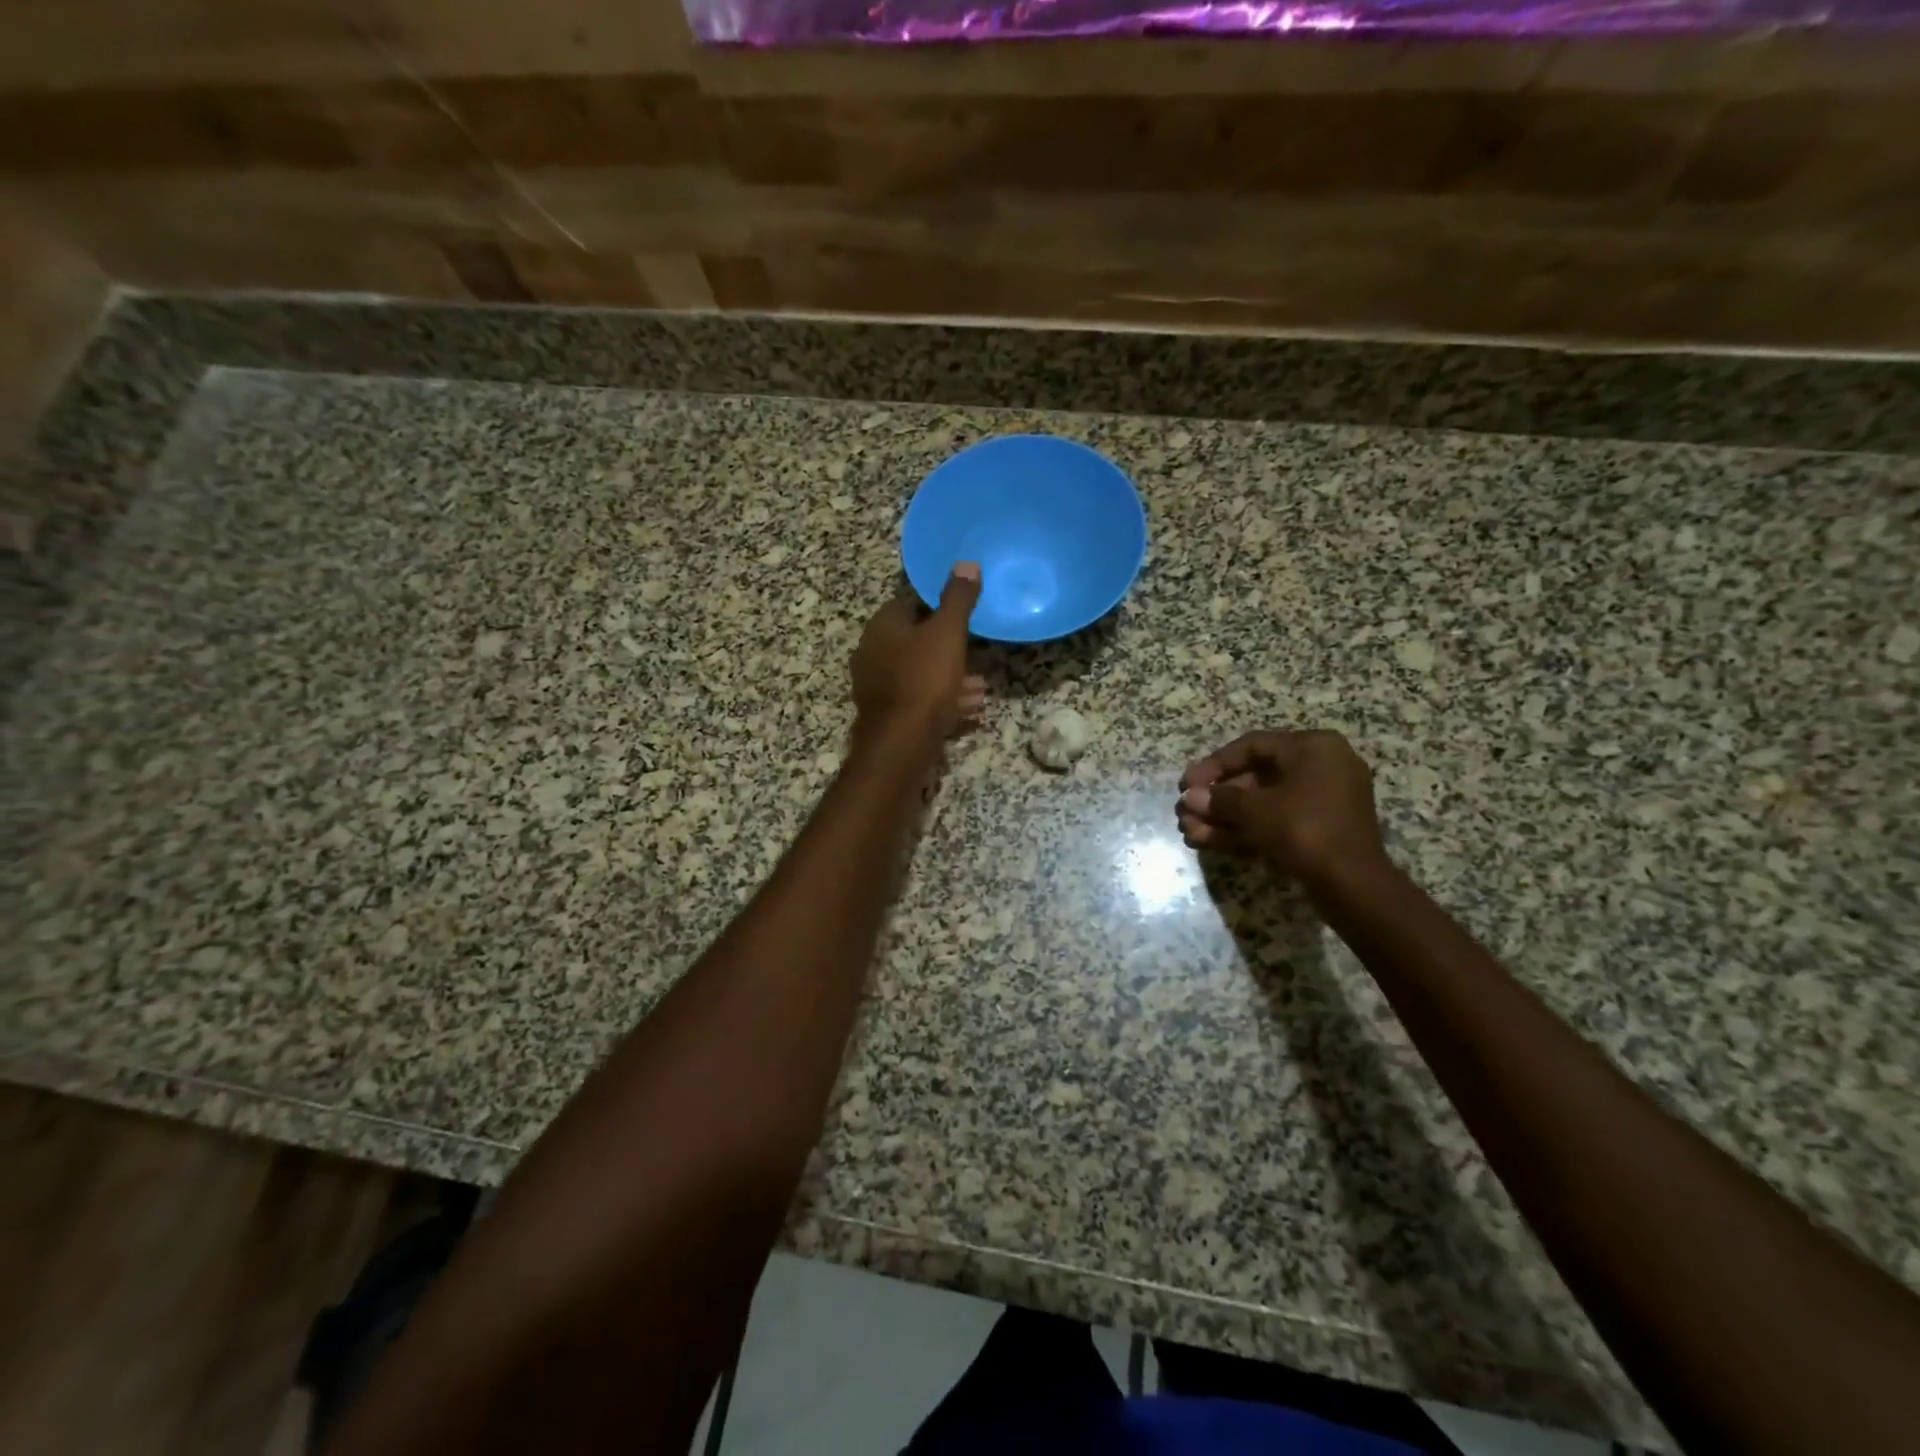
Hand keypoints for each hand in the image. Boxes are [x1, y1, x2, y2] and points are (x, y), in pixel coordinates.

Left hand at [850, 564, 985, 747]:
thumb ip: (958, 599)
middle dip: (948, 648)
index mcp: (882, 626)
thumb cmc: (924, 680)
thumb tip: (967, 563)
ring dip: (949, 677)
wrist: (901, 742)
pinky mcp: (887, 715)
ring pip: (920, 673)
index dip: (938, 609)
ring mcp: (876, 686)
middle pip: (916, 641)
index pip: (910, 605)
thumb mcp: (947, 633)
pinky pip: (918, 699)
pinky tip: (969, 709)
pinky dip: (942, 701)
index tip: (964, 617)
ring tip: (980, 687)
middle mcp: (872, 652)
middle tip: (976, 654)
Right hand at [1177, 729, 1386, 885]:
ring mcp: (1323, 800)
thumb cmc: (1304, 830)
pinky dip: (1245, 829)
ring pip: (1263, 803)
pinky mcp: (1320, 830)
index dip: (1214, 765)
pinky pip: (1276, 821)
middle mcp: (1322, 766)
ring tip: (1189, 830)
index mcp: (1313, 748)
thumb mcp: (1255, 810)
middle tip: (1186, 810)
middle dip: (1216, 798)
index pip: (1252, 746)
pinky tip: (1207, 841)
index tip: (1186, 784)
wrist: (1353, 886)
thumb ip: (1220, 799)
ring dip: (1224, 817)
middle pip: (1255, 776)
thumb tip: (1189, 798)